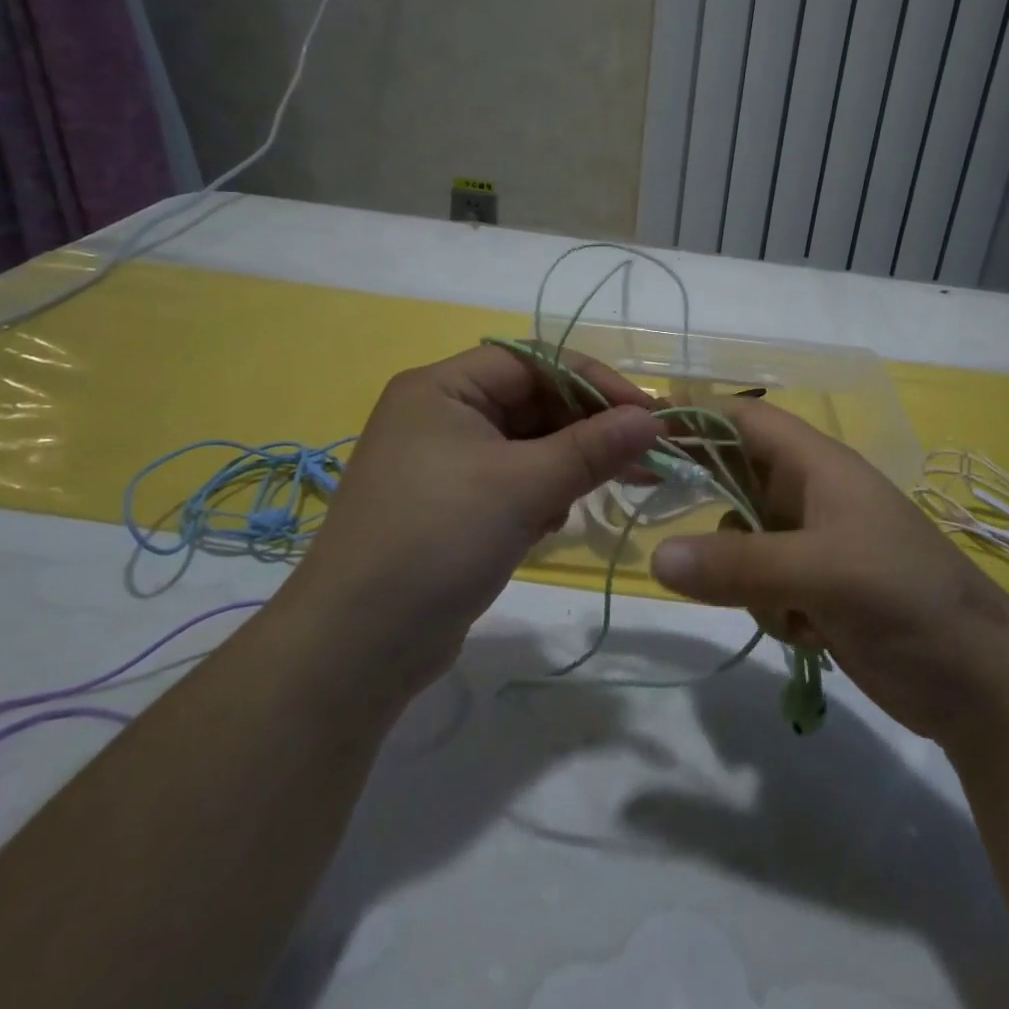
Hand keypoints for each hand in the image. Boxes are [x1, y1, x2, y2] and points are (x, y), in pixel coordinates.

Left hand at [284, 345, 661, 694]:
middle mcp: (441, 414)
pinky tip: (553, 521)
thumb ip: (593, 448)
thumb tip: (653, 418)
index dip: (595, 381)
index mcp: (443, 387)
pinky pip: (512, 480)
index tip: (648, 414)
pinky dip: (542, 492)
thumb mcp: (523, 487)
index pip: (535, 361)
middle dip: (587, 429)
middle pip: (533, 401)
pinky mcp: (451, 505)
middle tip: (643, 457)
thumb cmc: (437, 541)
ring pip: (527, 444)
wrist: (355, 648)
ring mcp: (444, 462)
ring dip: (568, 463)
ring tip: (604, 489)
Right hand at [648, 401, 1008, 754]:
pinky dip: (768, 607)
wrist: (978, 684)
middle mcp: (810, 497)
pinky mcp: (815, 590)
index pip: (745, 419)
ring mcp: (812, 545)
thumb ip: (738, 563)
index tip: (639, 428)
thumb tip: (656, 557)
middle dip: (709, 504)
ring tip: (782, 606)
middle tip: (664, 524)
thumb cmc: (907, 599)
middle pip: (735, 478)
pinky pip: (760, 584)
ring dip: (741, 573)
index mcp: (818, 466)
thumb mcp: (822, 572)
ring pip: (741, 540)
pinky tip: (807, 632)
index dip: (696, 415)